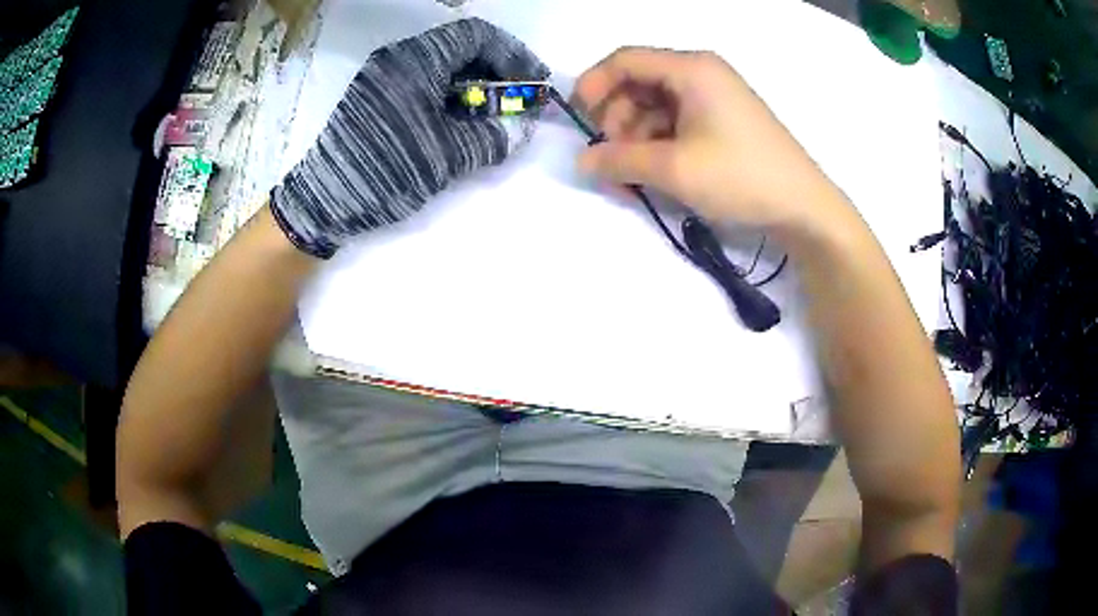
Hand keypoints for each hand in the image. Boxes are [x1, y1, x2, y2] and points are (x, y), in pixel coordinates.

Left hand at [272, 19, 547, 258]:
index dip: (513, 53)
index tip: (533, 80)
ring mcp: (383, 73)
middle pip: (460, 45)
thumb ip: (492, 138)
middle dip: (496, 68)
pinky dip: (450, 91)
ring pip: (442, 62)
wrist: (323, 201)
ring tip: (493, 111)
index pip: (477, 35)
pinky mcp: (376, 93)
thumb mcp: (446, 158)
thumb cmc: (385, 172)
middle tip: (517, 97)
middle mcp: (399, 57)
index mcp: (416, 61)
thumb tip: (523, 128)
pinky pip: (423, 78)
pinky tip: (460, 117)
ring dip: (474, 80)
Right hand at [574, 47, 851, 239]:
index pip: (625, 60)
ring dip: (636, 138)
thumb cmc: (741, 177)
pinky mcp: (722, 122)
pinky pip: (677, 123)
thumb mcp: (674, 169)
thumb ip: (620, 160)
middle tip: (611, 158)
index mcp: (691, 69)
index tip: (578, 119)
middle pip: (639, 83)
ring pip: (656, 107)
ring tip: (631, 178)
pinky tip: (655, 175)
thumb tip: (582, 161)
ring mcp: (714, 98)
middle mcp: (701, 74)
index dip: (594, 85)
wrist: (803, 208)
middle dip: (616, 119)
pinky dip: (659, 145)